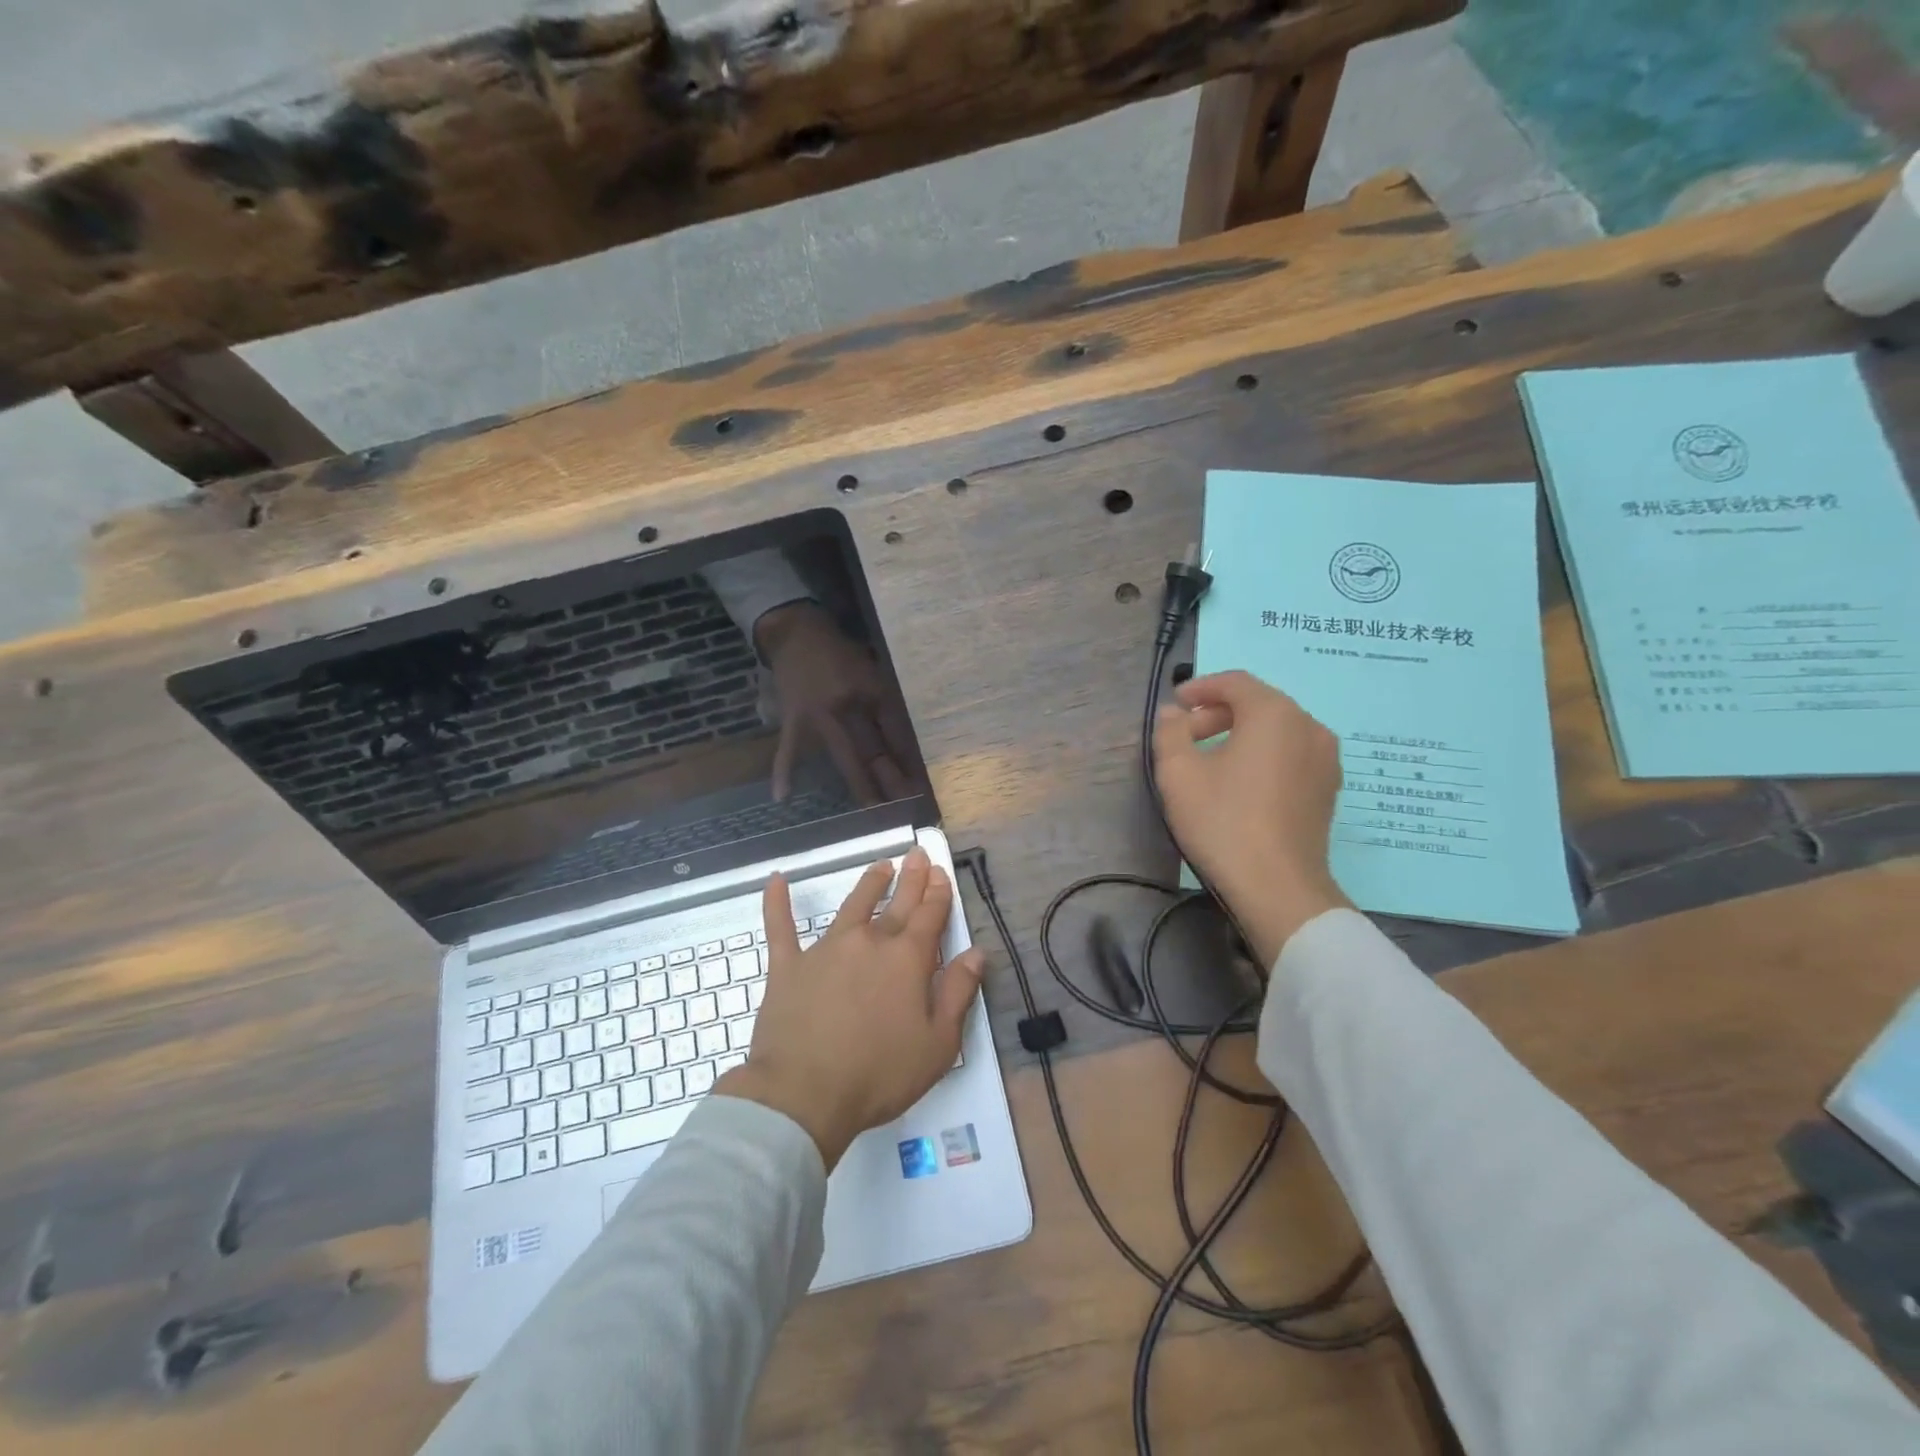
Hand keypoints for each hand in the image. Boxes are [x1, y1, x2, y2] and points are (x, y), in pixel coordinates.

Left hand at [714, 846, 982, 1168]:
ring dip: (869, 884)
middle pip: (897, 904)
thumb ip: (958, 993)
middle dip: (912, 879)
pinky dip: (778, 903)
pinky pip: (781, 927)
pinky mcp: (788, 965)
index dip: (938, 894)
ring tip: (881, 866)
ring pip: (852, 906)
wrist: (803, 1093)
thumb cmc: (878, 1074)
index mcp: (906, 960)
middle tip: (918, 855)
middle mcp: (869, 942)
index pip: (929, 917)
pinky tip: (777, 880)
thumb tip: (976, 953)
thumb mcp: (937, 1043)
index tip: (941, 873)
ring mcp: (826, 950)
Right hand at [755, 601, 917, 804]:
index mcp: (871, 691)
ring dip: (860, 786)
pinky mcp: (793, 721)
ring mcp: (818, 717)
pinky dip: (784, 772)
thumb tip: (902, 744)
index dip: (909, 758)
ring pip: (843, 757)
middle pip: (873, 749)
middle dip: (891, 779)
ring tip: (874, 811)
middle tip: (906, 806)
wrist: (797, 634)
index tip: (920, 782)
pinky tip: (783, 796)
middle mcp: (847, 706)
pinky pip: (789, 750)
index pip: (895, 731)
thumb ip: (885, 705)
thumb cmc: (840, 654)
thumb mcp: (873, 671)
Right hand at [1152, 670, 1350, 967]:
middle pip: (1259, 704)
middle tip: (1186, 736)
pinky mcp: (1328, 789)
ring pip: (1277, 730)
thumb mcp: (1178, 773)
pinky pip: (1292, 754)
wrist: (1278, 887)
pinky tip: (1242, 783)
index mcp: (1274, 713)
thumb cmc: (1223, 821)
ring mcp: (1325, 758)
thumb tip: (1174, 714)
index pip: (1235, 682)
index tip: (1174, 705)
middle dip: (1218, 713)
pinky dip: (1264, 755)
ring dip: (1241, 734)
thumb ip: (1170, 732)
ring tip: (1211, 760)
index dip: (1200, 688)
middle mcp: (1309, 726)